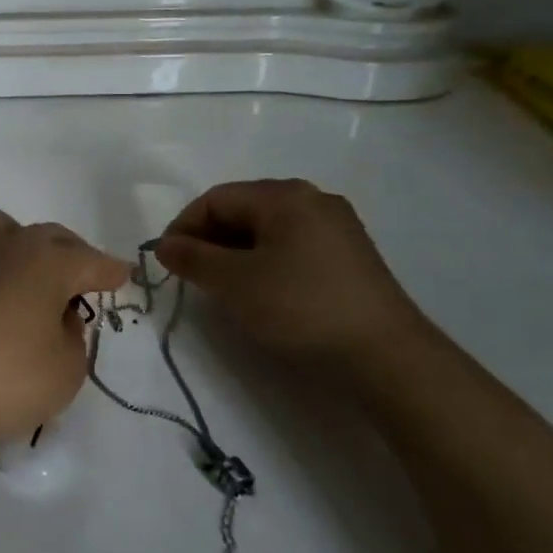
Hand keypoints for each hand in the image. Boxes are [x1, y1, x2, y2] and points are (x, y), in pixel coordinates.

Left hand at [0, 211, 129, 453]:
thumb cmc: (4, 378)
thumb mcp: (65, 371)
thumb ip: (72, 337)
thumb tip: (56, 317)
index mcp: (49, 262)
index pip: (91, 262)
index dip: (110, 271)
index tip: (123, 275)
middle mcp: (8, 245)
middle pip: (49, 236)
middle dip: (70, 253)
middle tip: (81, 278)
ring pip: (1, 231)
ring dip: (20, 247)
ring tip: (26, 276)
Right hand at [154, 180, 435, 372]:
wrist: (387, 356)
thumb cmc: (301, 307)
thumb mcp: (234, 282)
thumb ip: (192, 258)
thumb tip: (164, 244)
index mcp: (284, 195)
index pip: (215, 199)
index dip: (183, 227)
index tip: (167, 262)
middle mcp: (313, 200)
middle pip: (243, 210)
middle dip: (210, 240)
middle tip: (192, 276)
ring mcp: (337, 228)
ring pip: (268, 230)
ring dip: (235, 253)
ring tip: (223, 287)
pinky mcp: (350, 257)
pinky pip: (292, 246)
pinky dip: (265, 262)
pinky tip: (262, 292)